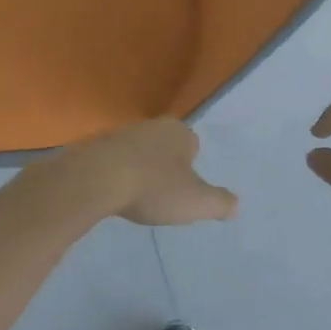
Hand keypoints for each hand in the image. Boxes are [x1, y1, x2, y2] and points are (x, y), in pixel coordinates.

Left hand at [56, 119, 237, 226]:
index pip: (193, 145)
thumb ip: (220, 203)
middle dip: (165, 167)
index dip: (190, 168)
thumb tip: (235, 205)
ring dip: (139, 170)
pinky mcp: (95, 145)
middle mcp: (151, 125)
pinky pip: (114, 160)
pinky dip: (116, 174)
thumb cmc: (153, 187)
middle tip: (161, 195)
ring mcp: (120, 133)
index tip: (183, 190)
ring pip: (139, 152)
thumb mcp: (197, 202)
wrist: (96, 179)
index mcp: (179, 132)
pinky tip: (113, 194)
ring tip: (136, 197)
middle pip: (165, 147)